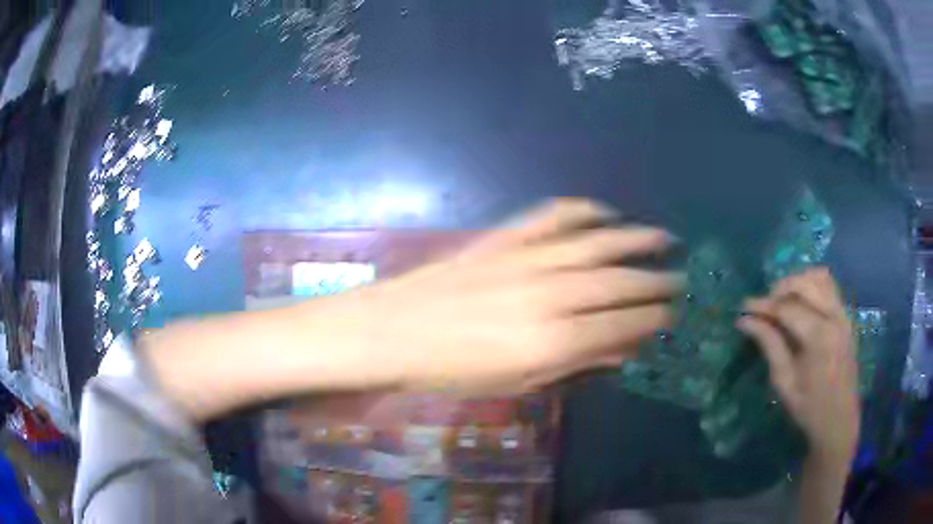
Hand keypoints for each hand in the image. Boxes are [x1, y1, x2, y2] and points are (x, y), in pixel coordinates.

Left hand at [319, 198, 682, 394]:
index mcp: (556, 340)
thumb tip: (622, 350)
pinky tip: (605, 212)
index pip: (624, 325)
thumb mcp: (518, 382)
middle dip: (658, 281)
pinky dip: (584, 211)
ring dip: (636, 239)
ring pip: (598, 243)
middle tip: (682, 278)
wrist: (394, 330)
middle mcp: (553, 293)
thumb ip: (576, 363)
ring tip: (664, 237)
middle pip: (621, 283)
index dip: (655, 320)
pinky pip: (554, 216)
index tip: (675, 315)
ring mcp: (529, 258)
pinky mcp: (506, 237)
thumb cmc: (453, 371)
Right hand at [737, 268, 859, 465]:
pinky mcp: (846, 317)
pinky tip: (802, 303)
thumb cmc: (809, 409)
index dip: (763, 305)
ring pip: (820, 278)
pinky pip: (830, 287)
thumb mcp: (784, 383)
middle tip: (763, 306)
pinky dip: (813, 285)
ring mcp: (843, 314)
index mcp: (818, 336)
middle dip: (780, 289)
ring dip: (798, 283)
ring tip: (782, 301)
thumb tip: (745, 321)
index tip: (743, 308)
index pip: (786, 307)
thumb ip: (769, 345)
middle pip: (804, 284)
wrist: (839, 421)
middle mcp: (834, 316)